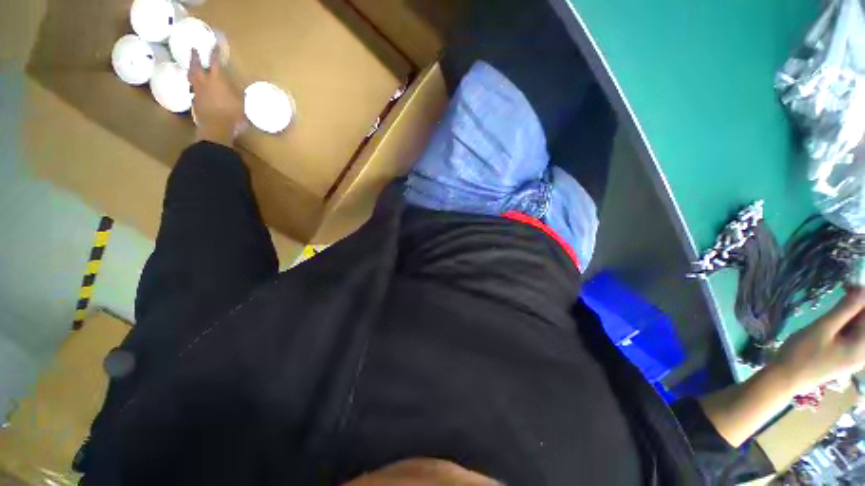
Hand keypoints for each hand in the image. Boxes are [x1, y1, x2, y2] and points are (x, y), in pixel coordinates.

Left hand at [188, 47, 245, 146]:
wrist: (216, 128)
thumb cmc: (232, 114)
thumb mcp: (241, 102)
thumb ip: (238, 92)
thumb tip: (238, 86)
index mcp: (217, 79)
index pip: (215, 61)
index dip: (215, 52)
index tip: (215, 44)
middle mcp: (204, 82)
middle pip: (196, 66)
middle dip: (195, 57)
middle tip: (194, 50)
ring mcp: (197, 91)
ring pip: (191, 77)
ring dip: (192, 70)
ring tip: (192, 67)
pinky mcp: (194, 102)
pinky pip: (192, 89)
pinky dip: (193, 85)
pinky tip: (196, 86)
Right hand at [772, 287, 864, 395]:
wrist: (786, 377)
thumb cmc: (803, 354)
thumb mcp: (822, 329)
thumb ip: (845, 309)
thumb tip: (862, 287)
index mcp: (863, 346)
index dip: (863, 298)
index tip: (852, 284)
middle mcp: (864, 350)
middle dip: (859, 304)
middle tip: (846, 288)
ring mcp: (855, 354)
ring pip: (860, 326)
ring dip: (853, 311)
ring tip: (842, 298)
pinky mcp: (846, 354)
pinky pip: (854, 333)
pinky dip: (848, 320)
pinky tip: (838, 315)